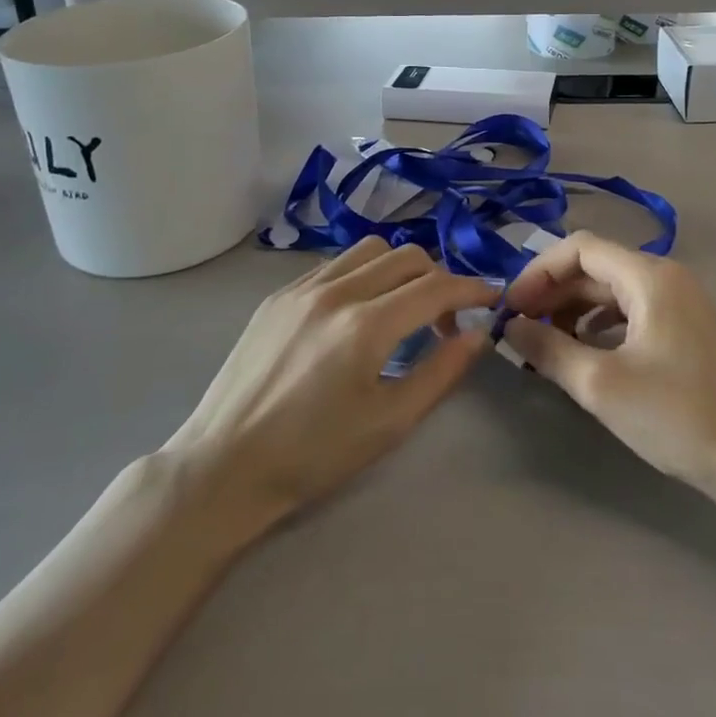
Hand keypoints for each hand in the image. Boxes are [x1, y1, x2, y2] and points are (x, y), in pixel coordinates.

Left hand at [162, 240, 495, 527]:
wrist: (223, 466)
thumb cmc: (313, 456)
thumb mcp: (389, 423)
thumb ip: (440, 373)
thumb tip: (477, 335)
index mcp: (365, 326)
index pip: (435, 287)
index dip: (471, 288)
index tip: (492, 298)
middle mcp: (335, 291)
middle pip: (406, 256)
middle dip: (439, 278)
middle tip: (446, 318)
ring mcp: (301, 288)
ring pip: (369, 249)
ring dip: (400, 268)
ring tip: (404, 307)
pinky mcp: (278, 295)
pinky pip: (335, 264)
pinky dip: (363, 273)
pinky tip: (359, 310)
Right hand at [502, 234, 715, 505]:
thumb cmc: (677, 414)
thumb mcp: (601, 383)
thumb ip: (549, 349)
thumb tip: (511, 328)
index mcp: (648, 276)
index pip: (579, 248)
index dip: (538, 271)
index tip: (512, 308)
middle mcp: (664, 277)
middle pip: (594, 267)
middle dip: (551, 293)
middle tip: (519, 328)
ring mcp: (678, 303)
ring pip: (610, 290)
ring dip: (571, 310)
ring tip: (544, 343)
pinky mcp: (683, 330)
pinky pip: (629, 312)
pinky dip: (597, 325)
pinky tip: (582, 352)